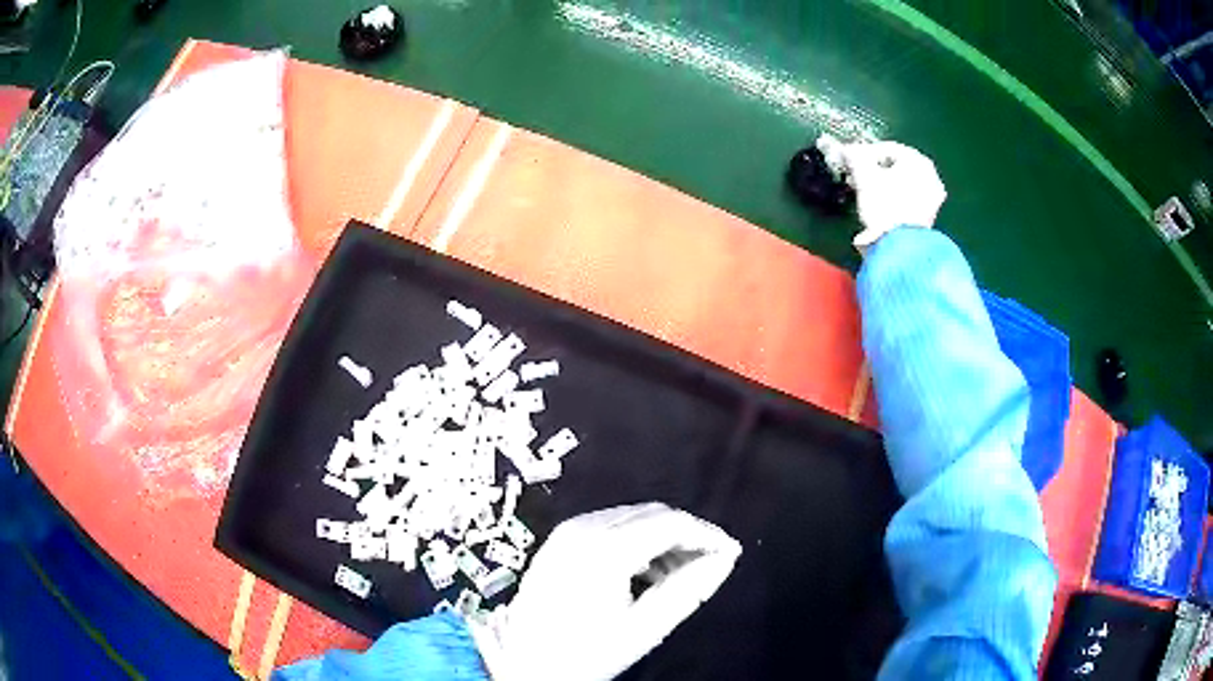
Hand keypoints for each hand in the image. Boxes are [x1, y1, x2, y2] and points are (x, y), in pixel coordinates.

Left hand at [468, 503, 741, 680]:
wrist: (525, 663)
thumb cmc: (587, 652)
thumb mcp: (644, 628)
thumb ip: (689, 590)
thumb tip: (725, 558)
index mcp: (606, 549)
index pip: (673, 523)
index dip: (708, 535)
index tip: (730, 554)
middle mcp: (584, 528)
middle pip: (652, 514)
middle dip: (685, 536)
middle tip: (705, 567)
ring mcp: (567, 531)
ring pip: (632, 518)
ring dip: (660, 539)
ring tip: (675, 576)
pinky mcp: (558, 539)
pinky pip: (609, 525)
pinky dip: (634, 541)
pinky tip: (641, 572)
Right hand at [824, 137, 947, 250]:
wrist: (900, 248)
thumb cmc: (884, 206)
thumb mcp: (863, 176)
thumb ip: (853, 156)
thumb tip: (843, 148)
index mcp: (918, 160)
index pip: (886, 148)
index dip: (863, 153)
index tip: (848, 161)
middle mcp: (931, 176)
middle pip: (896, 166)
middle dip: (874, 170)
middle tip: (855, 177)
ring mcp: (933, 198)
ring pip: (903, 183)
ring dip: (883, 184)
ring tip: (865, 192)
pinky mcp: (929, 217)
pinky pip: (908, 200)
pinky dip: (894, 198)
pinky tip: (880, 206)